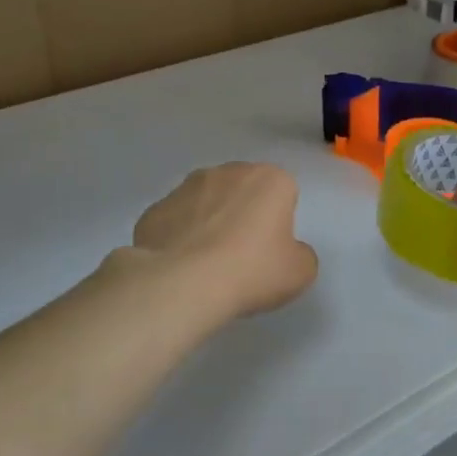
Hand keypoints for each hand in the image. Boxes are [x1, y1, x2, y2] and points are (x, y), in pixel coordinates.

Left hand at [129, 162, 318, 321]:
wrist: (182, 283)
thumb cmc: (251, 270)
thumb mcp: (300, 272)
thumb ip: (301, 254)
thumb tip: (287, 252)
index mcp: (270, 179)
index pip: (284, 193)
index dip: (280, 222)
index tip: (272, 250)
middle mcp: (228, 172)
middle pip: (243, 191)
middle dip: (244, 214)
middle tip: (243, 256)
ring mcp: (186, 187)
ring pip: (207, 202)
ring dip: (210, 222)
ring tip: (208, 264)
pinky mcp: (155, 208)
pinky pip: (176, 221)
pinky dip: (180, 237)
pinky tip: (181, 267)